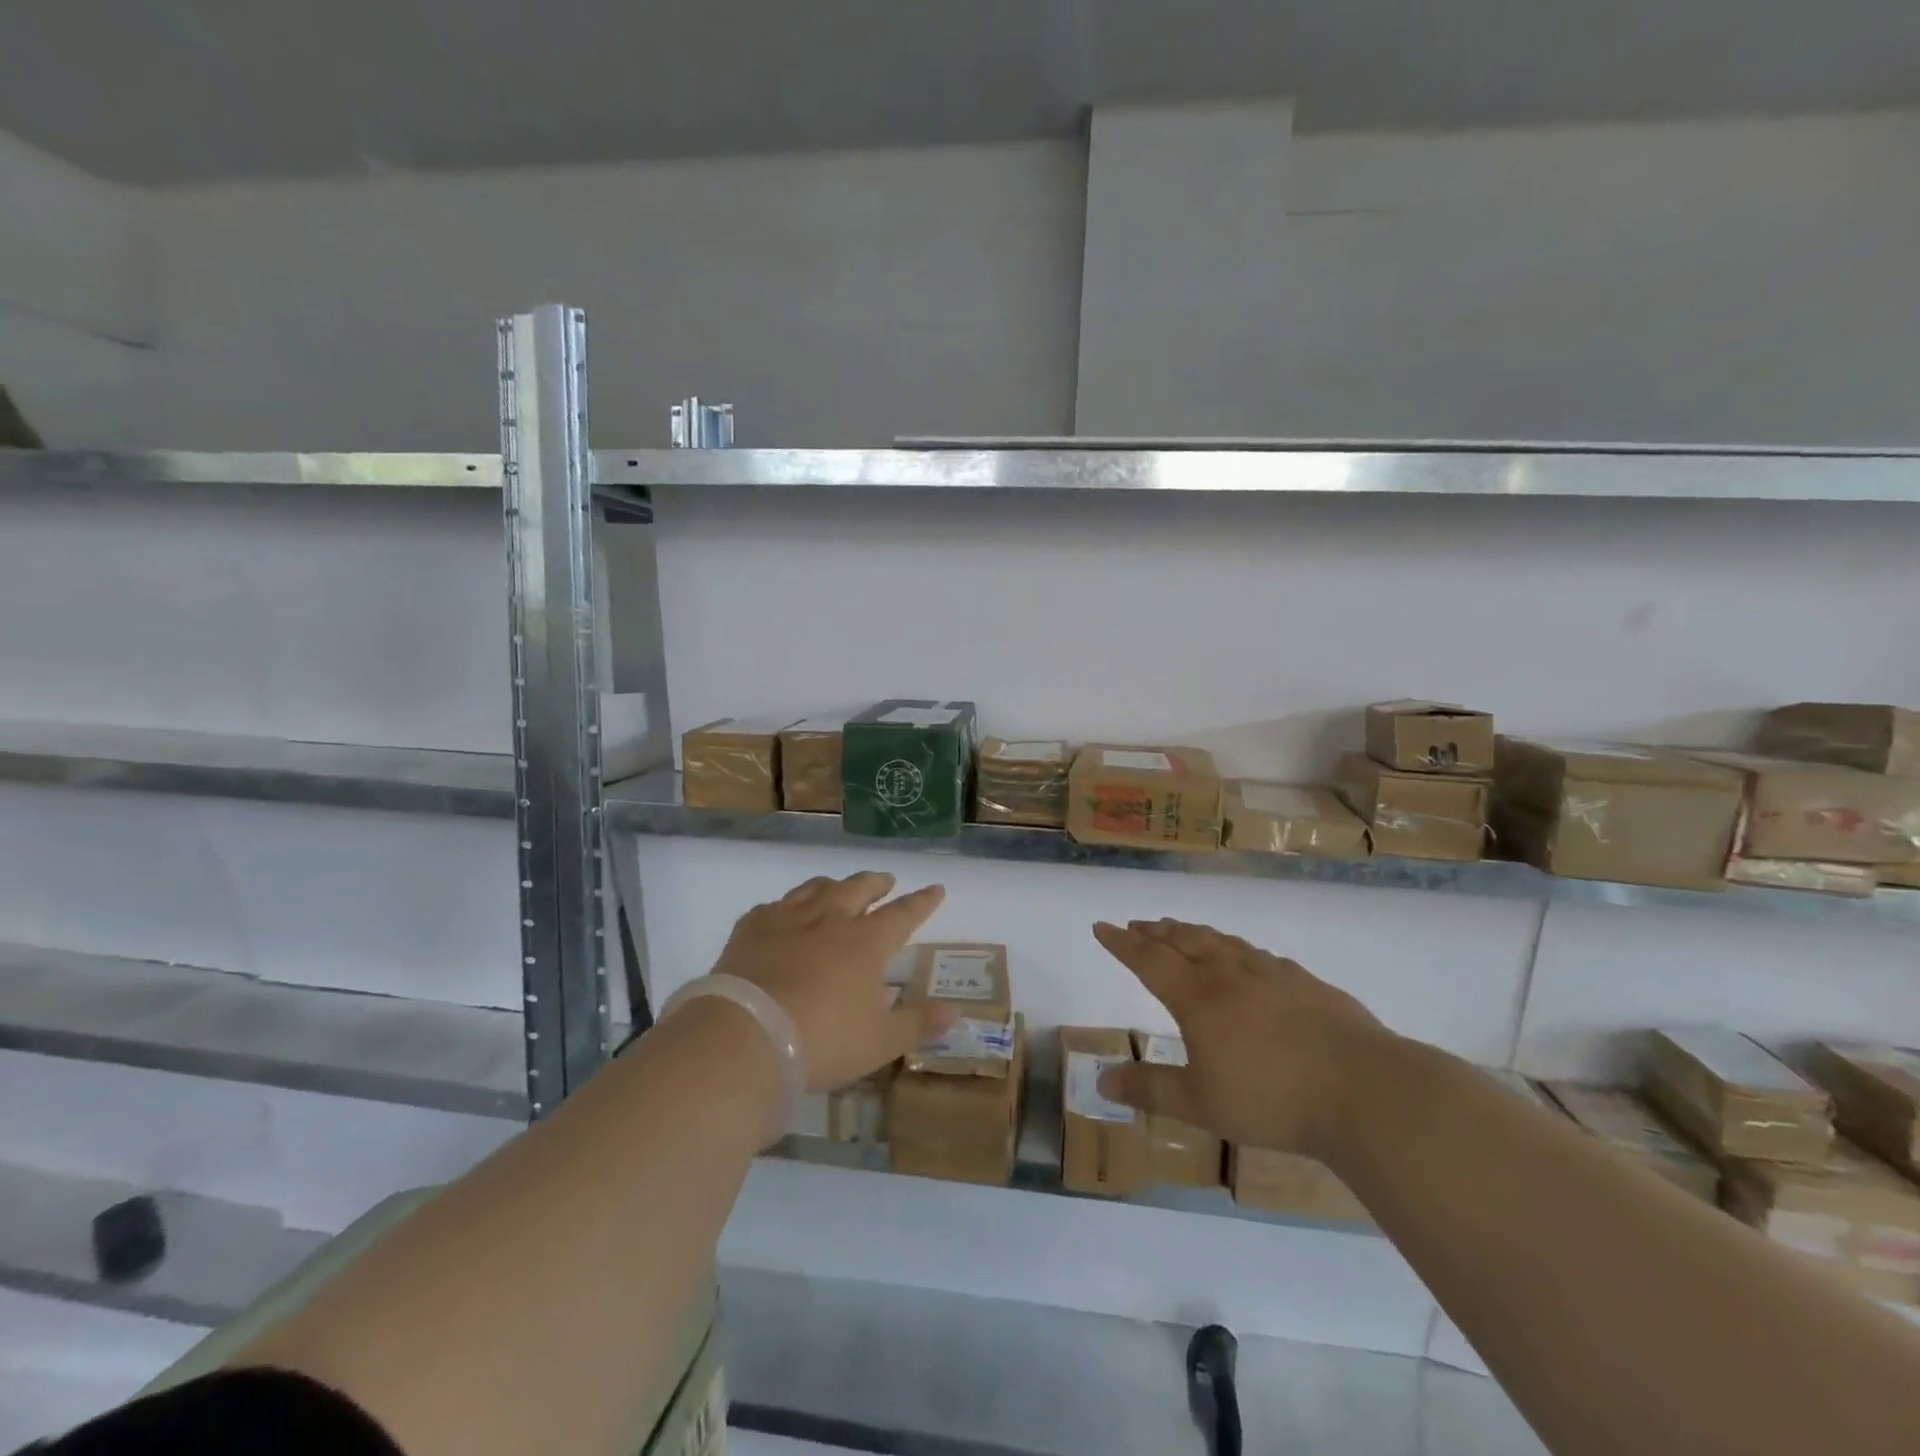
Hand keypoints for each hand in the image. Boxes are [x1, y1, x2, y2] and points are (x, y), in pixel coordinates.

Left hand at [705, 871, 949, 1090]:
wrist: (745, 1037)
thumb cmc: (822, 1041)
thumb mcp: (880, 1041)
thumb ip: (918, 1024)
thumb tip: (954, 1012)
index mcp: (866, 942)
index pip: (903, 913)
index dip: (922, 901)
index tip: (935, 888)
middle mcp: (830, 919)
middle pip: (858, 888)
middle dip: (876, 882)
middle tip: (885, 881)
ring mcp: (787, 919)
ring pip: (816, 888)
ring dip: (833, 885)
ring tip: (838, 887)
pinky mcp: (751, 928)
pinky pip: (772, 906)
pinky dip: (785, 907)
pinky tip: (782, 914)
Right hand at [1092, 919, 1392, 1154]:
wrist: (1364, 1090)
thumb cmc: (1271, 1098)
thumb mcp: (1201, 1104)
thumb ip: (1150, 1090)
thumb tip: (1101, 1081)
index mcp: (1198, 996)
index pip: (1148, 960)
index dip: (1121, 943)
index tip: (1101, 927)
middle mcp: (1229, 973)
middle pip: (1184, 941)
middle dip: (1155, 932)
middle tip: (1137, 924)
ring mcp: (1271, 973)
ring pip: (1222, 941)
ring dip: (1194, 933)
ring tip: (1180, 929)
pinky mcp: (1306, 983)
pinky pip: (1259, 955)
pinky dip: (1237, 949)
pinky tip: (1246, 958)